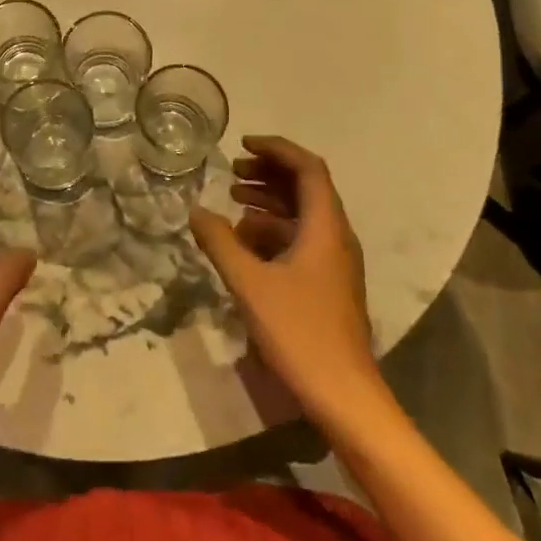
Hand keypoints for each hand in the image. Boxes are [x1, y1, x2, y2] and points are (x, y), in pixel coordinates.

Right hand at [189, 135, 386, 430]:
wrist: (343, 395)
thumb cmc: (299, 332)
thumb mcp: (250, 283)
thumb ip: (220, 242)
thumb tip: (196, 211)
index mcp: (325, 227)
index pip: (308, 169)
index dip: (277, 149)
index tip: (242, 144)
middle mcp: (335, 237)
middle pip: (307, 187)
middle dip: (269, 173)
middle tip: (232, 172)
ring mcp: (334, 262)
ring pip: (303, 215)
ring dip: (269, 201)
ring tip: (233, 201)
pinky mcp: (328, 284)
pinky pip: (301, 240)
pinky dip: (273, 230)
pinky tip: (244, 242)